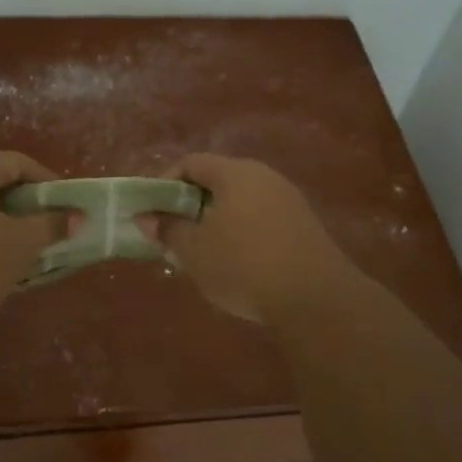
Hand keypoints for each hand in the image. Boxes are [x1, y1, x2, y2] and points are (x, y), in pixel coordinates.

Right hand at [139, 154, 356, 323]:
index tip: (152, 211)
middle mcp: (264, 177)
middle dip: (190, 205)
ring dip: (216, 222)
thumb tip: (146, 217)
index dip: (165, 182)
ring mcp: (289, 200)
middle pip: (218, 181)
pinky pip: (262, 219)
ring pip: (241, 202)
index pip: (192, 163)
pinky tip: (237, 264)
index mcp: (236, 173)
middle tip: (174, 234)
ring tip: (202, 254)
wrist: (315, 298)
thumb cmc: (244, 265)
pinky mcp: (304, 225)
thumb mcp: (194, 250)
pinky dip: (242, 233)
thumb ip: (167, 229)